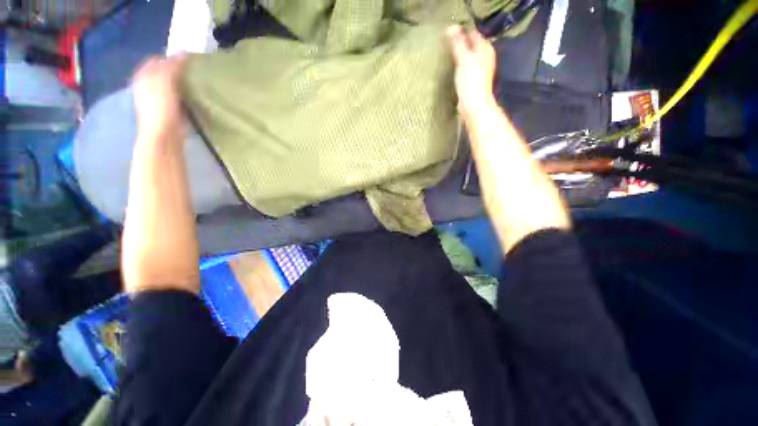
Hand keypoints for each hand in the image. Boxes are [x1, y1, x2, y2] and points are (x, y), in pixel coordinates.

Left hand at [132, 54, 188, 144]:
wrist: (163, 135)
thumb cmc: (161, 108)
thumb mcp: (164, 82)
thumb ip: (172, 66)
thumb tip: (184, 53)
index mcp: (144, 76)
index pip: (157, 60)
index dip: (171, 57)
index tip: (187, 59)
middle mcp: (147, 85)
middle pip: (163, 72)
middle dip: (176, 70)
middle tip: (193, 70)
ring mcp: (157, 99)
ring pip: (170, 84)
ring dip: (181, 82)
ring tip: (195, 82)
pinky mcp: (168, 110)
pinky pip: (177, 96)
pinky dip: (185, 94)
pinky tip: (193, 96)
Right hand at [447, 26, 496, 115]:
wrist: (473, 104)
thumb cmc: (470, 80)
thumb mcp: (463, 58)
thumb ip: (458, 43)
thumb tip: (451, 28)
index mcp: (485, 48)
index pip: (473, 33)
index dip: (461, 32)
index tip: (447, 36)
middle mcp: (485, 56)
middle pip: (471, 45)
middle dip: (460, 45)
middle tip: (446, 46)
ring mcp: (480, 69)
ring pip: (468, 57)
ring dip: (459, 56)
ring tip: (448, 57)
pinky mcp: (474, 80)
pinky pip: (466, 68)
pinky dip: (460, 67)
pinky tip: (453, 70)